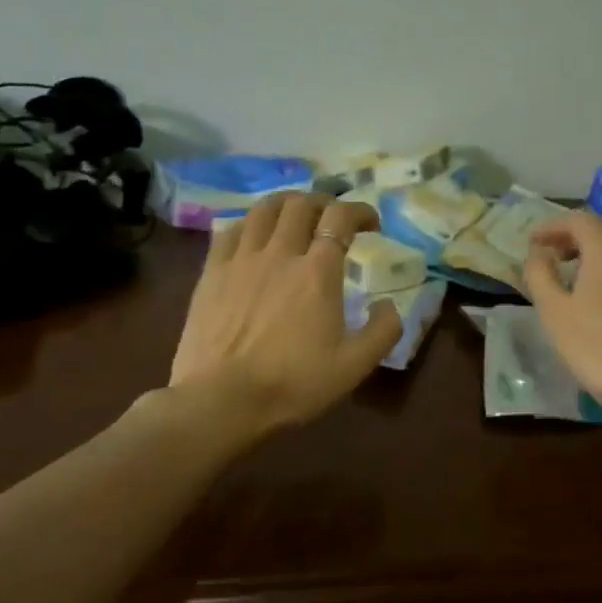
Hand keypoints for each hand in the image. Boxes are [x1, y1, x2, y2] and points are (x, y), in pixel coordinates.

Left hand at [171, 192, 402, 433]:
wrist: (221, 400)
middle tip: (333, 218)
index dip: (360, 211)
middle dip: (324, 202)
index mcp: (318, 271)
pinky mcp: (212, 272)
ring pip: (264, 209)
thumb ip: (383, 331)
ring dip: (286, 203)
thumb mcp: (354, 366)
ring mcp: (242, 259)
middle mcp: (280, 253)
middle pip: (301, 204)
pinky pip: (231, 230)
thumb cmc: (292, 384)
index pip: (341, 218)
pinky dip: (250, 223)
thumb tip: (390, 304)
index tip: (371, 223)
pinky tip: (254, 234)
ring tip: (295, 214)